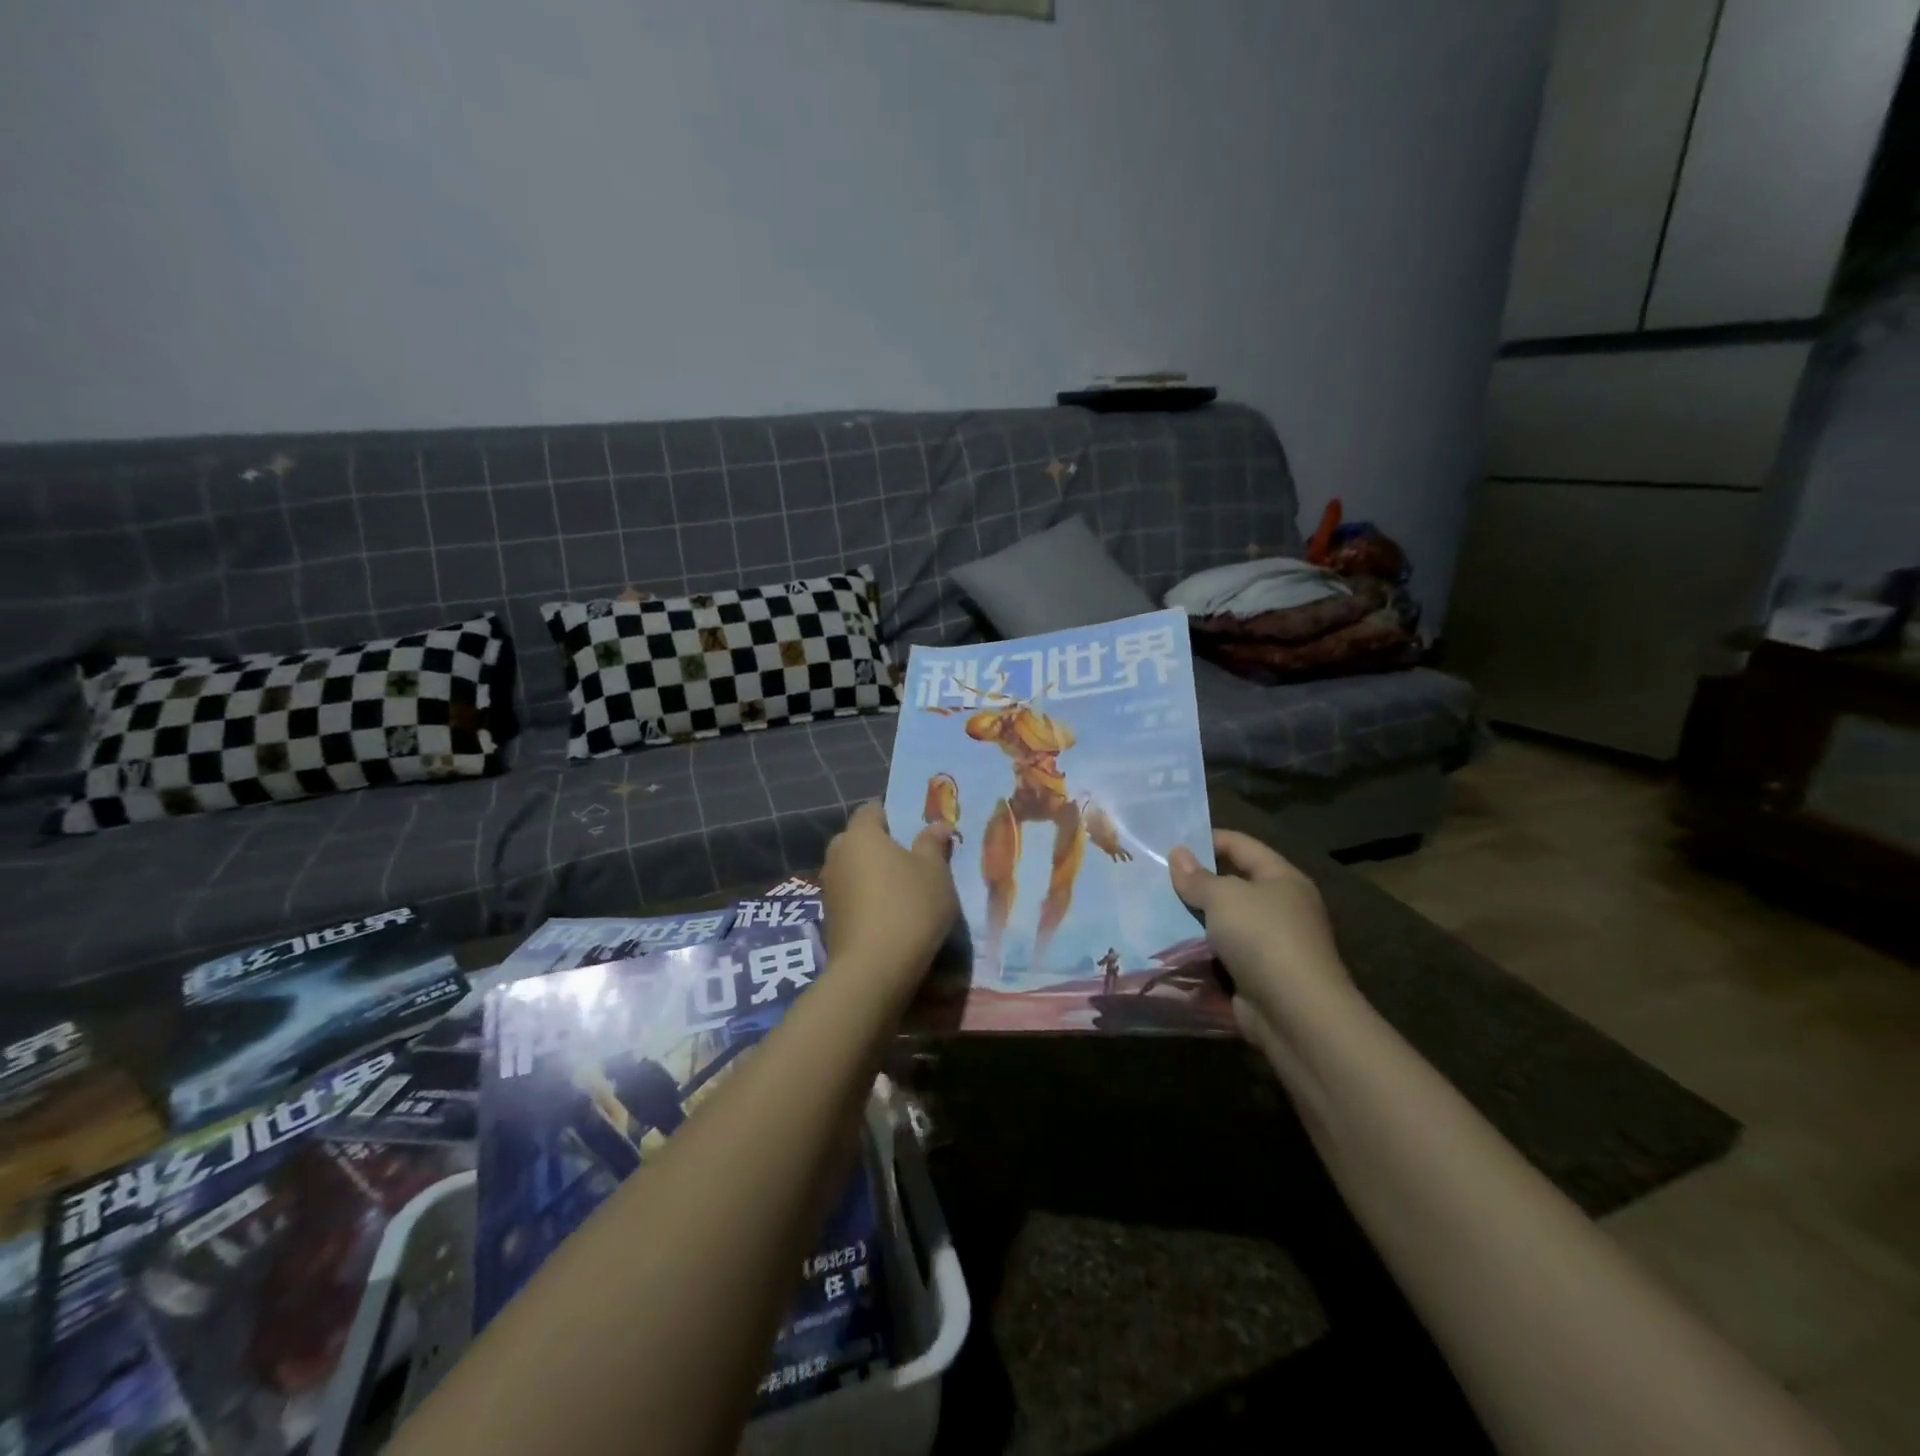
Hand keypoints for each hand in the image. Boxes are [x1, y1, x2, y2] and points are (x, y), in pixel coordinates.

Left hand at [820, 803, 960, 992]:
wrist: (873, 971)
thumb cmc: (909, 908)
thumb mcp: (935, 872)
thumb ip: (934, 844)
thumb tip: (938, 824)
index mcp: (860, 834)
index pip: (873, 809)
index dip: (895, 813)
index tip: (918, 827)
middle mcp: (837, 854)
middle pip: (862, 839)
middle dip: (885, 845)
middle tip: (916, 857)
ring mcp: (829, 887)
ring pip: (856, 868)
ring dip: (876, 873)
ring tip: (907, 888)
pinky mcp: (829, 917)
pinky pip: (853, 894)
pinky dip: (869, 897)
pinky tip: (892, 913)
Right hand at [1168, 831, 1350, 1030]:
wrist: (1295, 1013)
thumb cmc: (1263, 938)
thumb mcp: (1224, 897)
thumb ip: (1197, 877)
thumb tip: (1177, 853)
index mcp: (1282, 879)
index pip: (1242, 845)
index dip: (1208, 839)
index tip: (1170, 842)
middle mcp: (1281, 907)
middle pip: (1232, 885)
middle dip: (1195, 882)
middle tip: (1154, 877)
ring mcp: (1271, 944)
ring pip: (1224, 922)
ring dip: (1193, 919)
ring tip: (1152, 909)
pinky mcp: (1258, 976)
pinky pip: (1221, 955)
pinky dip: (1198, 952)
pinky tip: (1167, 947)